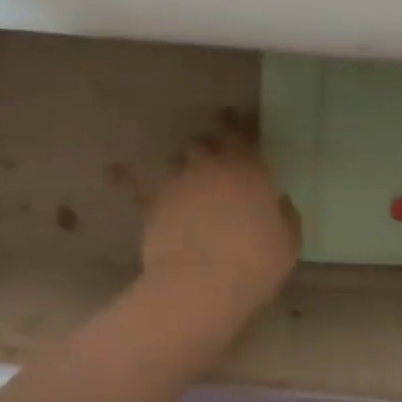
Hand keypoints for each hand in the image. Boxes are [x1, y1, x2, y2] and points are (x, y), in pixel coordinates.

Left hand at [142, 130, 300, 317]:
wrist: (199, 284)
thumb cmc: (254, 262)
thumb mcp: (288, 242)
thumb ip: (285, 217)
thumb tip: (281, 202)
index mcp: (247, 169)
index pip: (243, 136)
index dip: (239, 126)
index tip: (234, 116)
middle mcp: (210, 167)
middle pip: (206, 143)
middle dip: (210, 145)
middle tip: (214, 151)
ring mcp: (178, 184)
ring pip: (178, 160)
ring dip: (184, 164)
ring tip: (187, 172)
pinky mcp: (154, 205)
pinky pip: (137, 186)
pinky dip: (125, 177)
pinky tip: (113, 169)